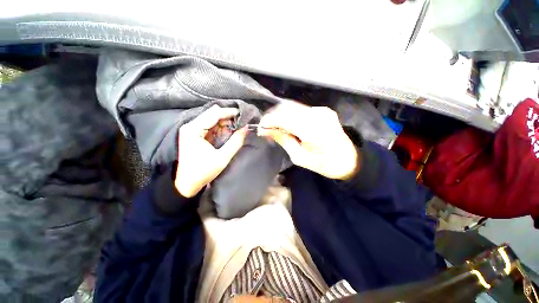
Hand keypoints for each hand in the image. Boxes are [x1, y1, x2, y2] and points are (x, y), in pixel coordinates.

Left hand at [175, 105, 247, 196]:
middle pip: (212, 114)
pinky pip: (210, 125)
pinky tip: (228, 132)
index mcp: (194, 129)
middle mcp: (191, 125)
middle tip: (241, 122)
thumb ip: (236, 142)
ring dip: (225, 122)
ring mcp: (191, 129)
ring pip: (211, 118)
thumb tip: (246, 128)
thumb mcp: (222, 158)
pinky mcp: (194, 134)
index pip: (214, 113)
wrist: (186, 184)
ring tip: (237, 127)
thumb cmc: (203, 172)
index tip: (243, 114)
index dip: (230, 112)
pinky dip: (220, 127)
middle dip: (228, 117)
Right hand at [258, 104, 358, 179]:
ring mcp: (322, 111)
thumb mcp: (300, 158)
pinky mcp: (323, 110)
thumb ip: (284, 141)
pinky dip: (290, 115)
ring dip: (281, 115)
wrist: (349, 159)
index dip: (269, 121)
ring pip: (293, 107)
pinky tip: (288, 125)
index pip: (284, 118)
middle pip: (287, 108)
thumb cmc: (325, 164)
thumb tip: (267, 131)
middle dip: (273, 116)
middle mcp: (318, 115)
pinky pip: (301, 109)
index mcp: (313, 130)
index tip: (260, 128)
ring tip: (275, 127)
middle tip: (266, 128)